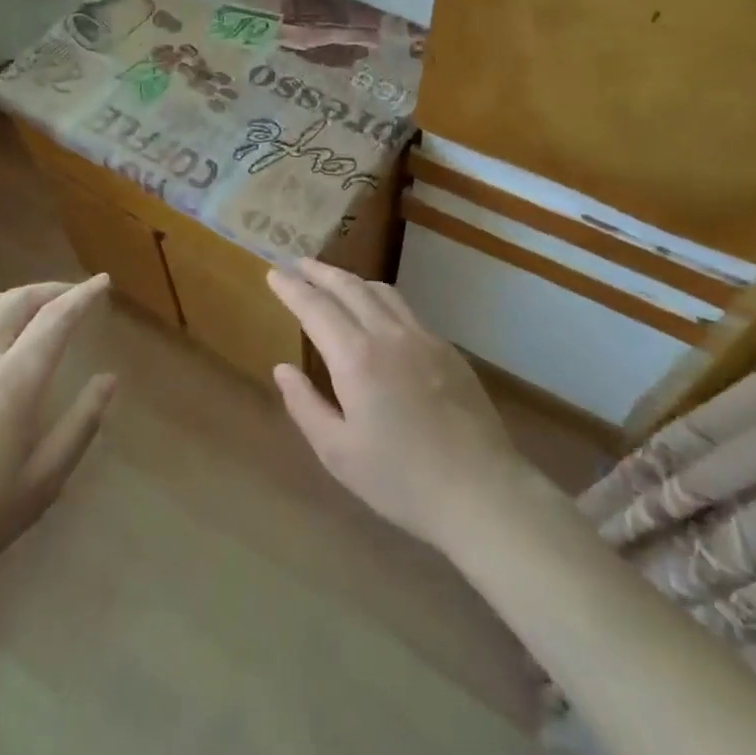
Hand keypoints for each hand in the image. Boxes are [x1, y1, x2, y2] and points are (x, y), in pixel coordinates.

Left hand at [0, 276, 116, 614]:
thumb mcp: (41, 484)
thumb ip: (80, 425)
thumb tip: (109, 379)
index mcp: (14, 383)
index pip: (56, 319)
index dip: (82, 296)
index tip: (101, 283)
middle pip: (15, 302)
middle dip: (48, 290)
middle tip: (68, 294)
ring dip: (5, 298)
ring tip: (20, 307)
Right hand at [267, 259, 531, 553]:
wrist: (481, 490)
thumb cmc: (400, 479)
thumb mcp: (338, 453)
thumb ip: (306, 405)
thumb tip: (283, 369)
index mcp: (356, 357)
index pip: (315, 307)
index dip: (292, 288)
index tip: (273, 272)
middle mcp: (389, 334)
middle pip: (349, 287)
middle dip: (320, 272)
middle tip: (299, 263)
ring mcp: (424, 338)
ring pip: (382, 291)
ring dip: (353, 280)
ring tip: (336, 282)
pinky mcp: (448, 350)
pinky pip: (407, 310)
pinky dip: (382, 299)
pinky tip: (380, 315)